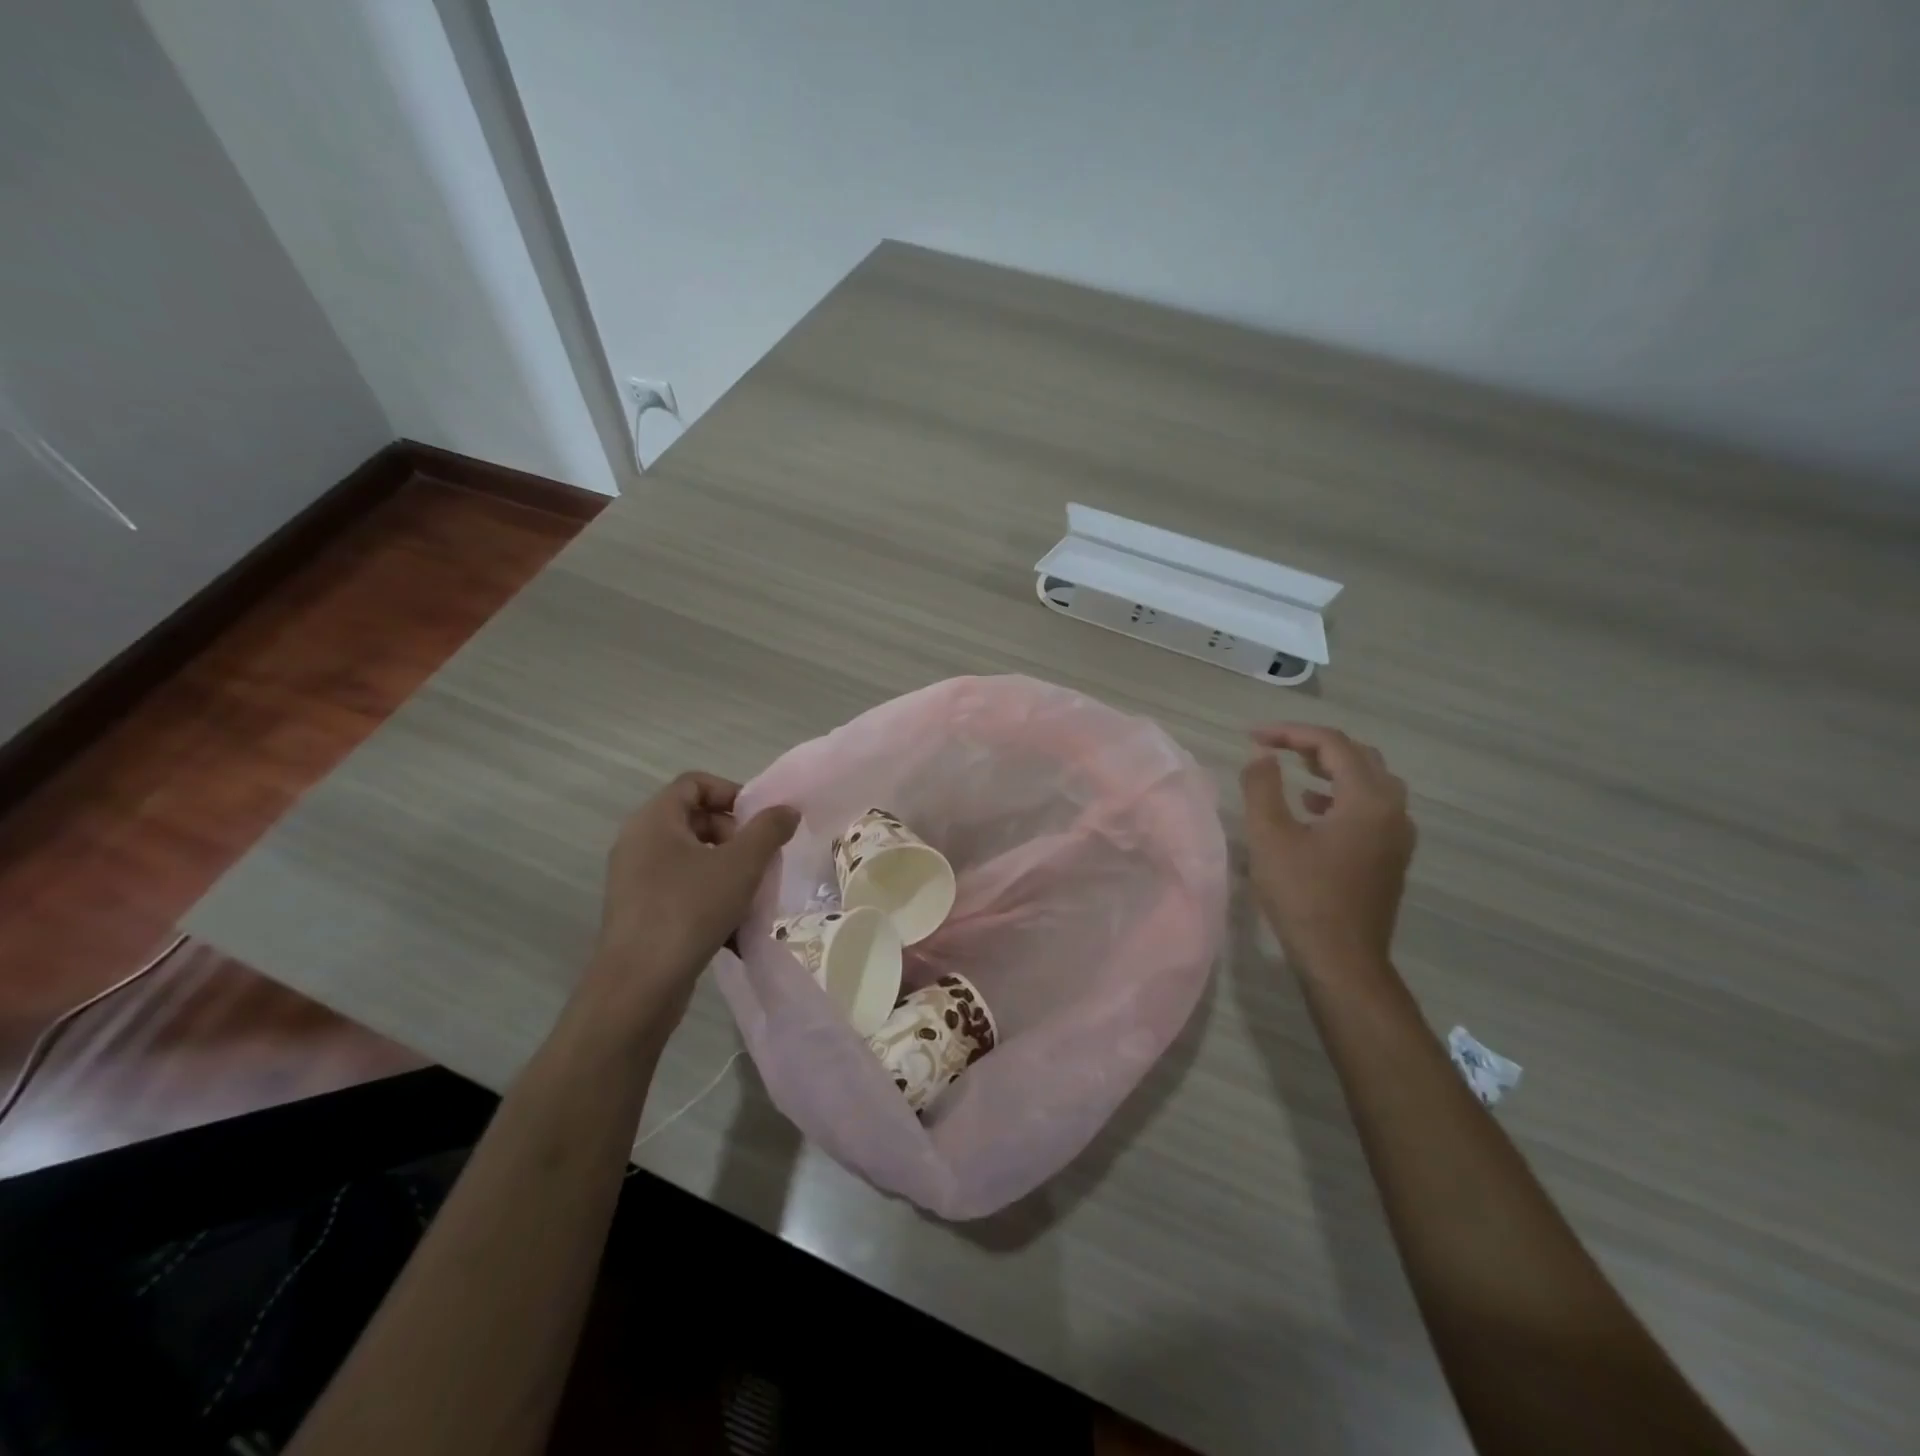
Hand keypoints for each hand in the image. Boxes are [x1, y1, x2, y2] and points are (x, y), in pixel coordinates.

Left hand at [588, 772, 798, 1027]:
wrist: (639, 986)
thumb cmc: (689, 910)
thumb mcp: (741, 865)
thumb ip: (769, 830)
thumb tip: (786, 810)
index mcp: (654, 820)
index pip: (695, 783)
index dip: (732, 793)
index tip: (760, 821)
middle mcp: (639, 842)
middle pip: (695, 819)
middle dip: (735, 835)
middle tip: (760, 860)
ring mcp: (635, 880)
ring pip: (692, 858)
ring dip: (727, 870)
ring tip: (752, 895)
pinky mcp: (640, 912)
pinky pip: (682, 889)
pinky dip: (710, 898)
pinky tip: (734, 928)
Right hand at [1240, 723, 1414, 975]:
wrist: (1342, 959)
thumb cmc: (1303, 895)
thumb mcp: (1269, 837)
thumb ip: (1262, 787)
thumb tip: (1261, 755)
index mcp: (1368, 799)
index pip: (1332, 744)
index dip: (1290, 733)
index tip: (1252, 736)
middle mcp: (1393, 810)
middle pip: (1359, 756)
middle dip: (1314, 745)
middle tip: (1275, 747)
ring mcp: (1397, 834)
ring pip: (1370, 781)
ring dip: (1332, 769)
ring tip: (1294, 771)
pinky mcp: (1391, 855)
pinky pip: (1372, 806)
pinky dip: (1342, 795)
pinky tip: (1313, 809)